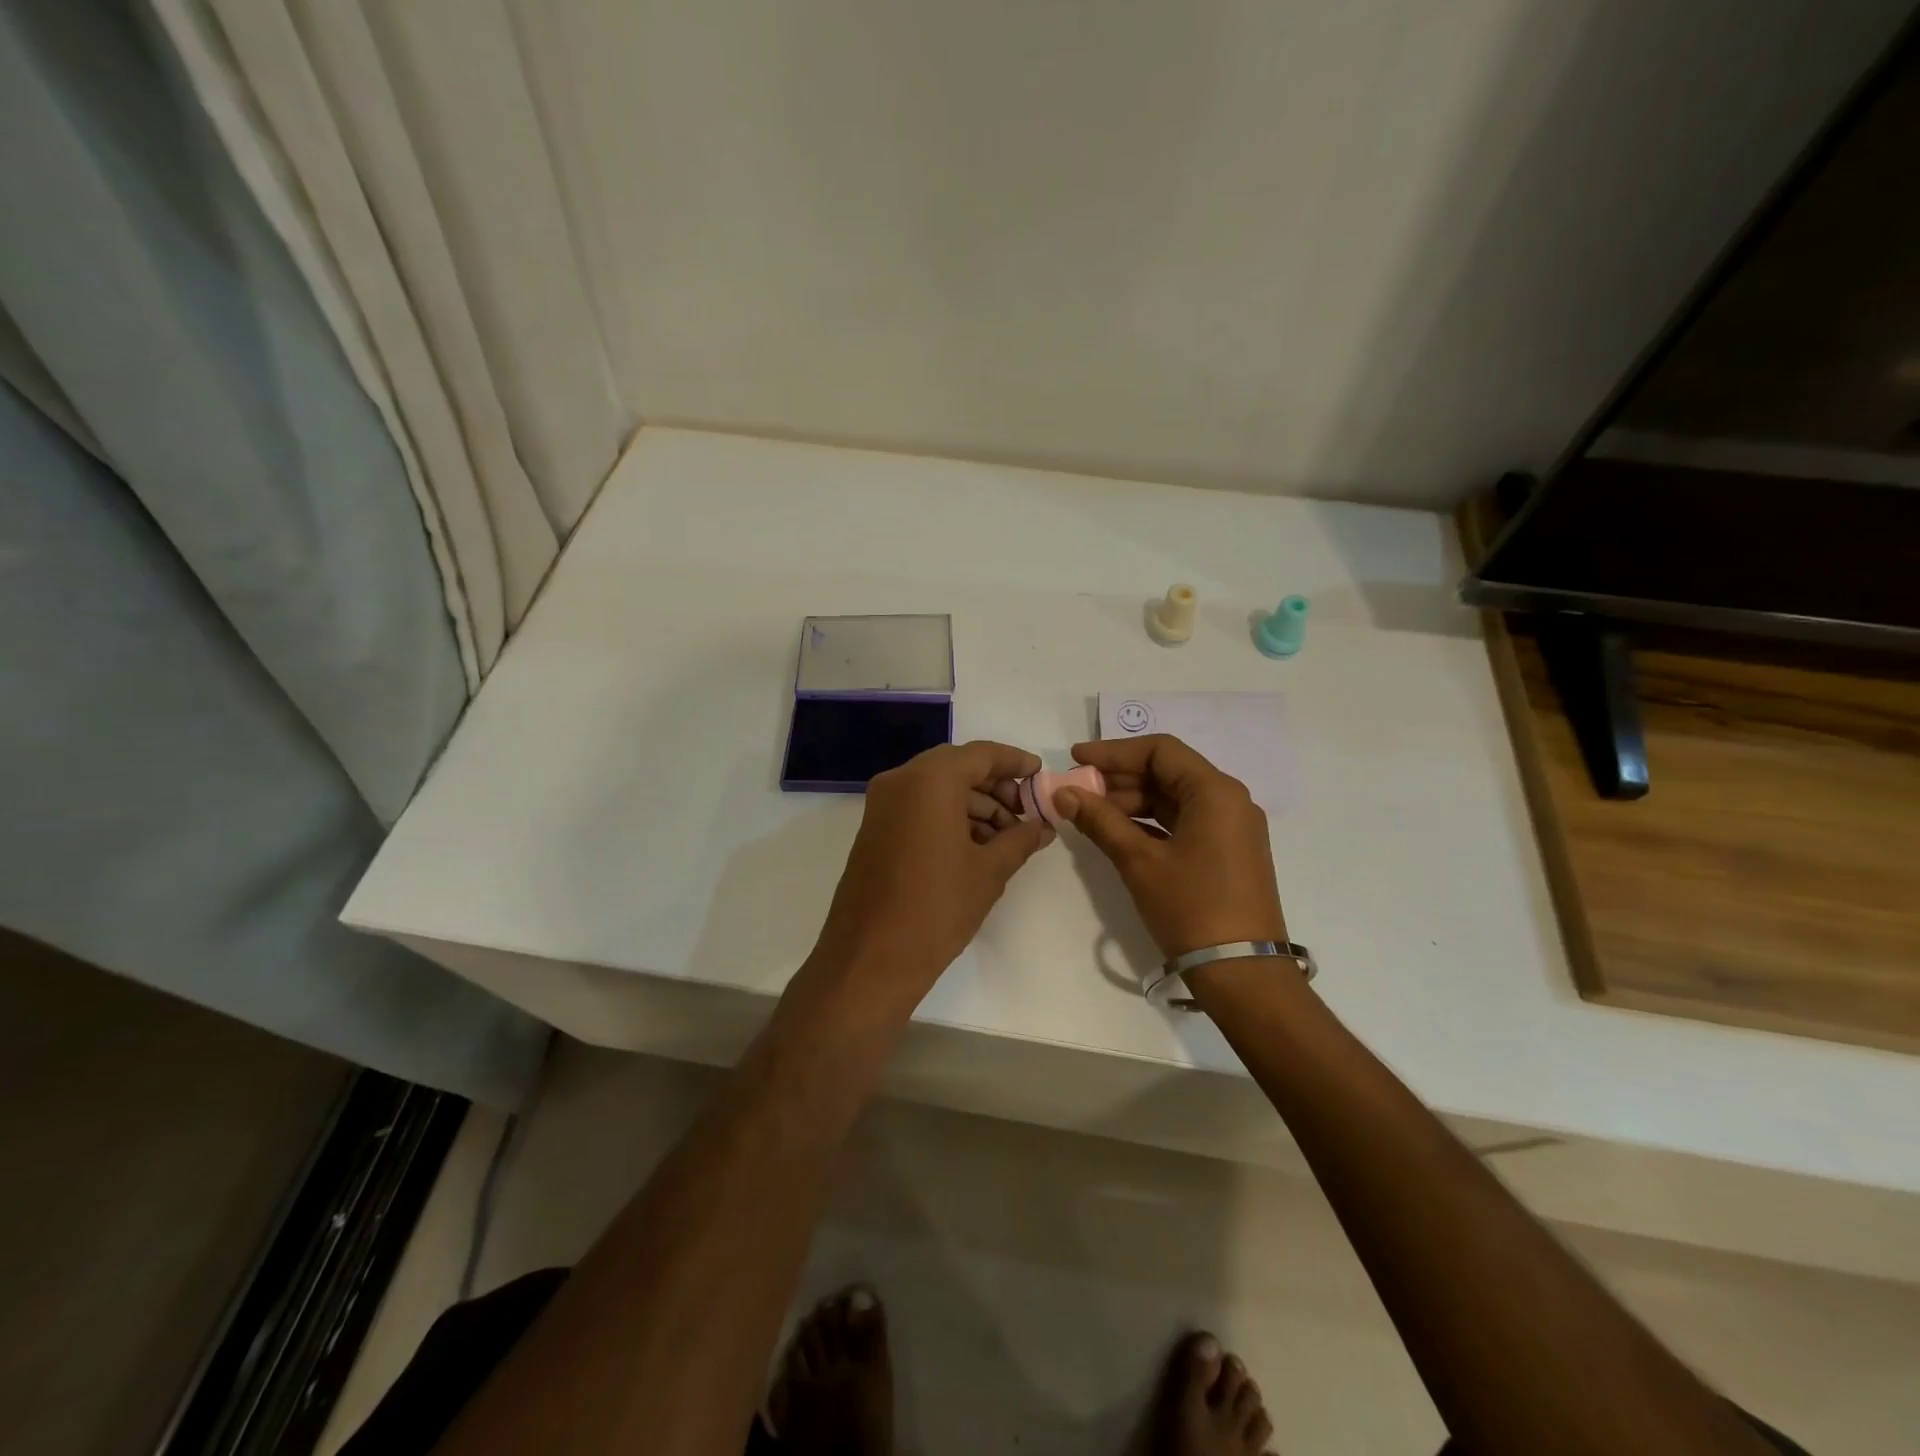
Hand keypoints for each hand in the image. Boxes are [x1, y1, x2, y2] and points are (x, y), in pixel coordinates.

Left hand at [811, 741, 1054, 1007]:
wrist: (870, 958)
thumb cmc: (936, 907)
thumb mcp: (989, 871)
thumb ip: (1020, 839)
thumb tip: (1043, 827)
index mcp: (929, 780)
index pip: (981, 754)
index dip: (1015, 762)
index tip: (1041, 775)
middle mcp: (900, 781)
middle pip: (957, 768)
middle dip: (995, 787)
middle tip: (1026, 813)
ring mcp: (882, 805)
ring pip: (937, 789)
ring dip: (974, 805)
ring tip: (1007, 839)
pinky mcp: (874, 829)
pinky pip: (918, 808)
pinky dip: (948, 817)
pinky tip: (976, 847)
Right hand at [1053, 734, 1285, 956]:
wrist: (1243, 973)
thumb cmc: (1191, 908)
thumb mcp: (1140, 862)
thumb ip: (1100, 821)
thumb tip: (1063, 793)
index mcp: (1215, 792)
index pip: (1160, 750)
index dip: (1113, 752)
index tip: (1076, 760)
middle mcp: (1229, 800)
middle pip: (1167, 771)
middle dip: (1119, 778)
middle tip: (1077, 791)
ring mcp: (1231, 826)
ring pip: (1173, 797)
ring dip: (1131, 801)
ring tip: (1090, 814)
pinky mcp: (1227, 850)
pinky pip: (1183, 820)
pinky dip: (1150, 822)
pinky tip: (1117, 833)